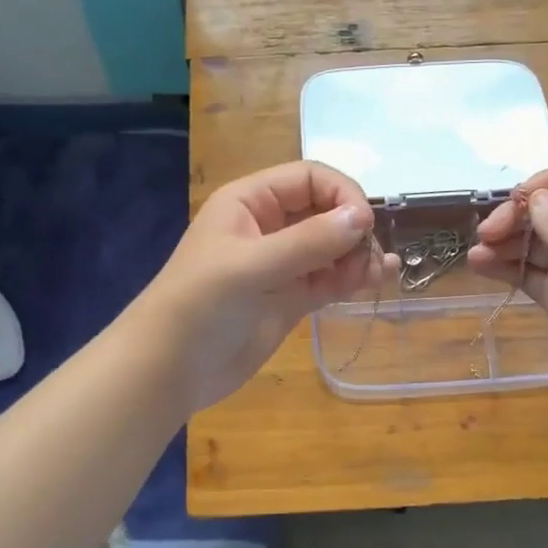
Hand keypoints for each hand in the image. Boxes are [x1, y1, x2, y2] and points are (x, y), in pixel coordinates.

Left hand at [137, 161, 398, 414]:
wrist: (169, 369)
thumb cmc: (200, 304)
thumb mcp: (251, 266)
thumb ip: (308, 241)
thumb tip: (364, 216)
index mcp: (250, 201)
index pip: (309, 178)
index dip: (342, 194)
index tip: (365, 224)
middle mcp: (268, 226)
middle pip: (326, 210)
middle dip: (353, 226)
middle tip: (370, 256)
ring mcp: (281, 264)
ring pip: (332, 246)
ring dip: (358, 253)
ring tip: (376, 272)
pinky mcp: (291, 298)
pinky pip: (330, 278)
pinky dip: (354, 277)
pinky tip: (378, 278)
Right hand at [468, 164, 547, 407]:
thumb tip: (532, 196)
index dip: (545, 182)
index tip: (514, 199)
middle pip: (547, 210)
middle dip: (515, 217)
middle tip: (486, 233)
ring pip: (532, 242)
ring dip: (503, 243)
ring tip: (476, 254)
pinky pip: (526, 272)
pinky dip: (503, 267)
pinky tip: (479, 266)